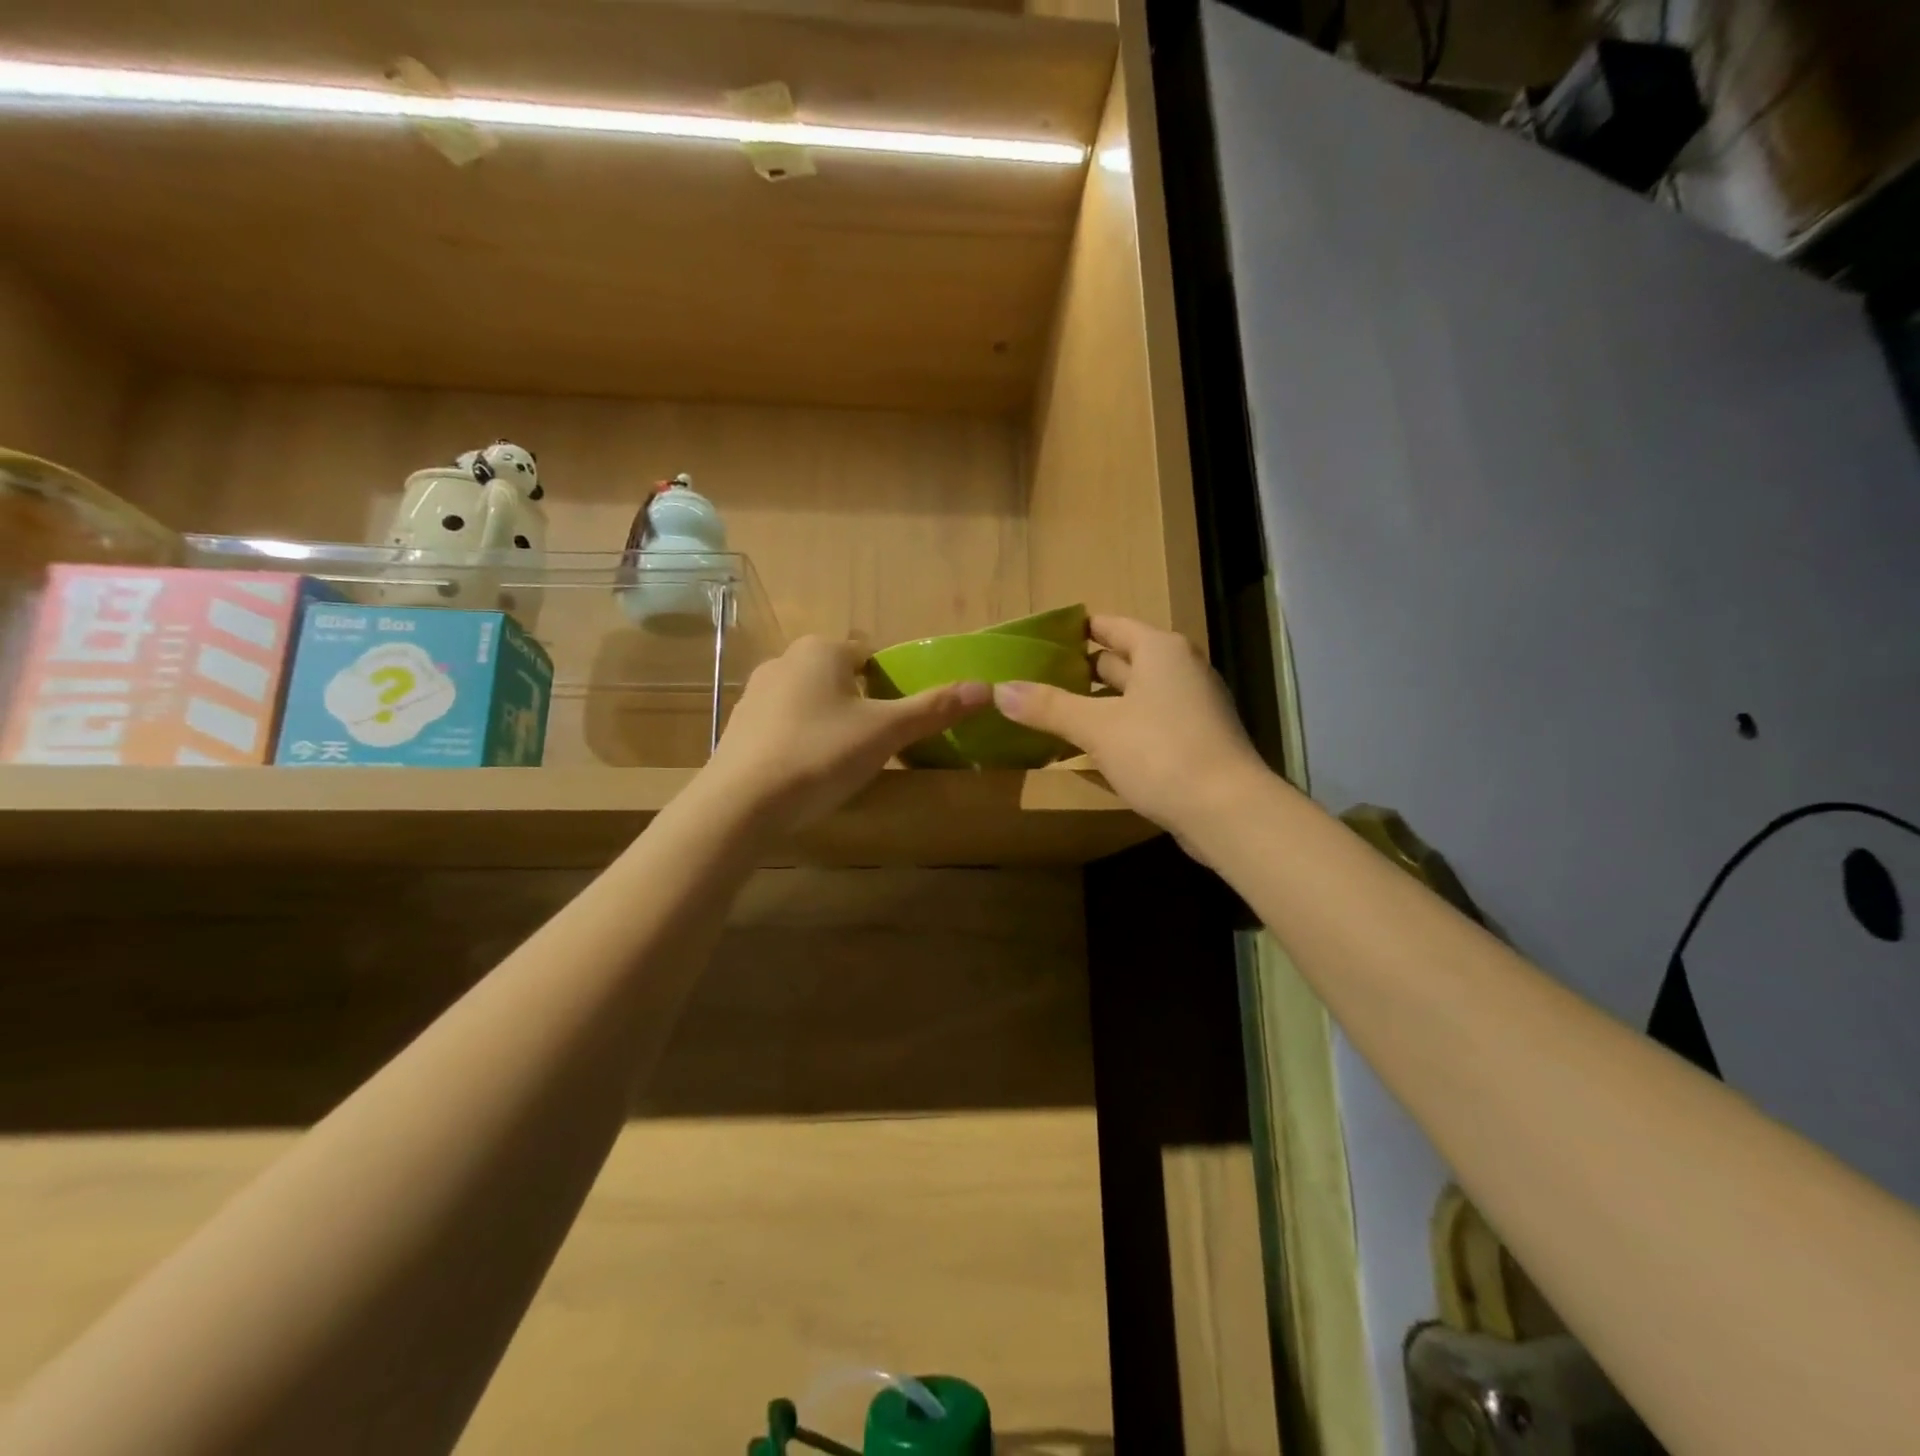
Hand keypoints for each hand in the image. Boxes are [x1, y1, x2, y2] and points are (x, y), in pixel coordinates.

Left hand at [701, 635, 989, 832]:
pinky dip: (801, 739)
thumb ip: (933, 709)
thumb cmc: (820, 754)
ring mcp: (756, 693)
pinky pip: (784, 724)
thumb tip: (986, 688)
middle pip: (840, 676)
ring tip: (844, 760)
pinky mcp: (740, 726)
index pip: (870, 654)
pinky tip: (808, 771)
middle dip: (861, 703)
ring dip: (830, 721)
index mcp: (822, 650)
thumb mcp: (885, 733)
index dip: (891, 682)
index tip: (900, 718)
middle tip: (878, 742)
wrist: (741, 803)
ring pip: (810, 699)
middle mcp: (785, 660)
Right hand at [993, 616, 1267, 851]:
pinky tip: (1089, 747)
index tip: (1039, 641)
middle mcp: (1179, 670)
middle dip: (1080, 670)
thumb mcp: (1097, 727)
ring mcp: (1190, 707)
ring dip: (1097, 703)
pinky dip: (1118, 728)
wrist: (1228, 811)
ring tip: (1053, 712)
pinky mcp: (1193, 741)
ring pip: (1133, 695)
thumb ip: (1048, 706)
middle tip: (1036, 679)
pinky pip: (1145, 723)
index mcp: (1160, 650)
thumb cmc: (1161, 752)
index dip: (1075, 630)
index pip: (1109, 626)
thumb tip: (999, 689)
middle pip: (1121, 660)